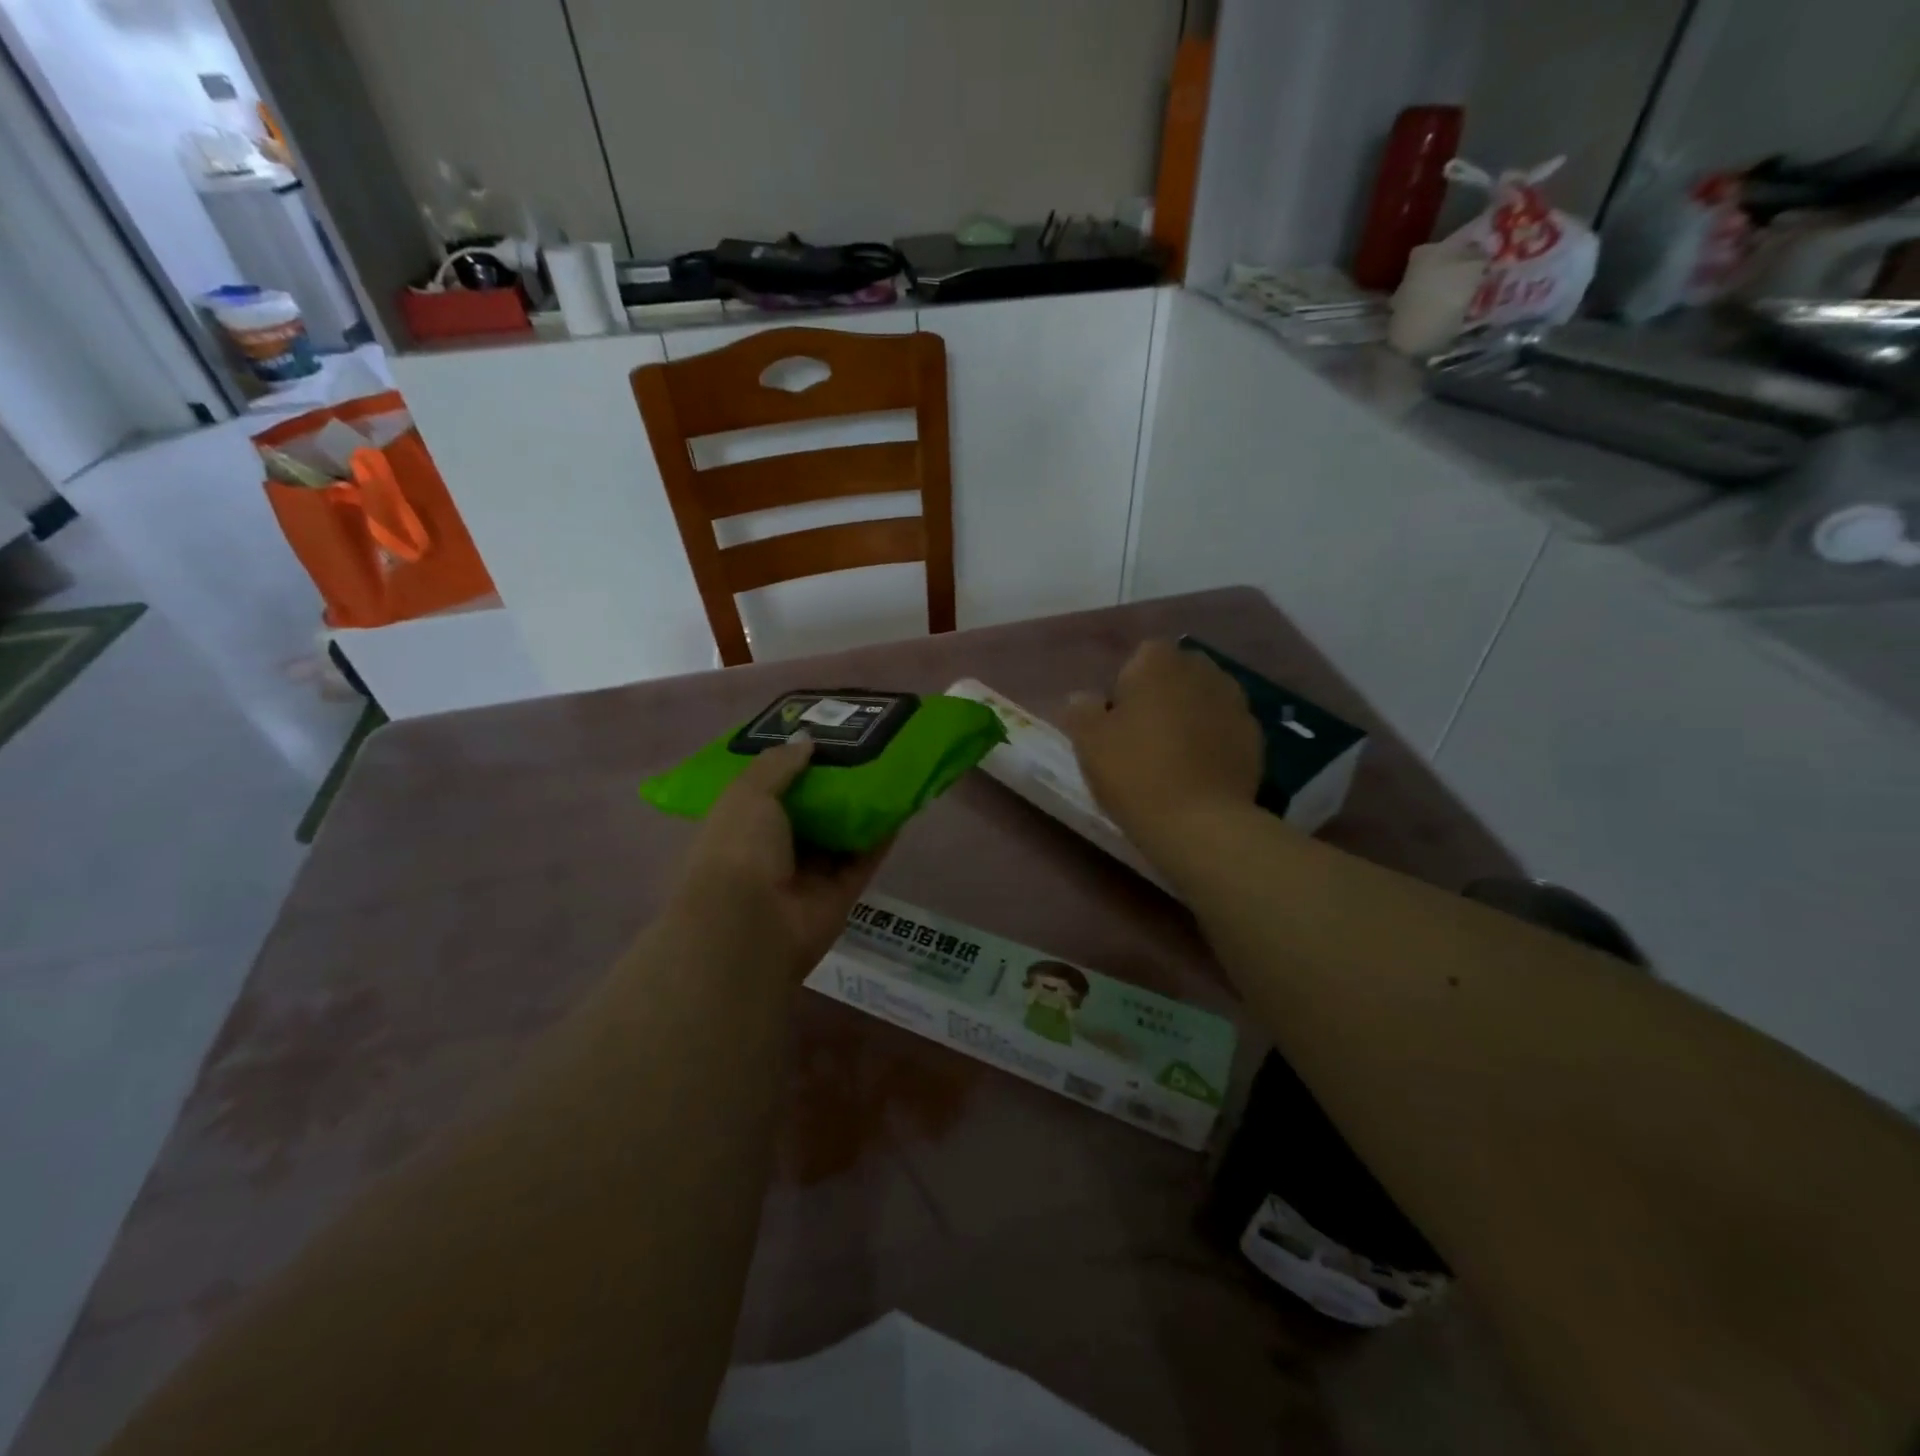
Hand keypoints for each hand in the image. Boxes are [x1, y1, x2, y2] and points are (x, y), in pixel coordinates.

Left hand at [670, 736, 889, 975]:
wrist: (750, 924)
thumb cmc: (739, 849)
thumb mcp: (748, 793)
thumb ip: (778, 764)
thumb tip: (807, 741)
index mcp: (741, 826)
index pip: (767, 791)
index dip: (790, 765)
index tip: (818, 737)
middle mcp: (773, 850)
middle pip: (809, 812)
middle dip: (832, 783)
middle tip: (862, 747)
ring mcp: (807, 875)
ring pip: (840, 834)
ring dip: (860, 807)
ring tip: (888, 767)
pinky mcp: (839, 894)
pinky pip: (864, 859)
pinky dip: (881, 836)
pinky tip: (900, 804)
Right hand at [1064, 639, 1262, 855]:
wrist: (1200, 823)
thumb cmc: (1135, 772)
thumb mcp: (1088, 742)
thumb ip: (1081, 710)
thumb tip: (1083, 699)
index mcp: (1158, 662)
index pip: (1139, 658)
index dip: (1125, 687)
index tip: (1116, 721)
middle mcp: (1202, 670)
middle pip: (1175, 675)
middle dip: (1161, 696)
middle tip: (1141, 737)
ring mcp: (1235, 702)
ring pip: (1203, 700)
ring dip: (1188, 717)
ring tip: (1171, 757)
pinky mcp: (1255, 737)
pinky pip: (1223, 729)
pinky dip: (1212, 741)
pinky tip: (1197, 772)